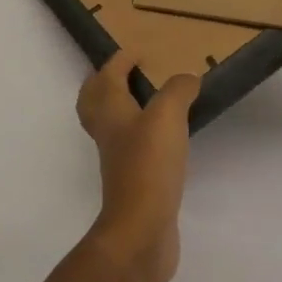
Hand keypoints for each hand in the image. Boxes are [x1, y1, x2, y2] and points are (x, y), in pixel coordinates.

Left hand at [76, 50, 201, 281]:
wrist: (141, 230)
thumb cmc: (148, 164)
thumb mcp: (167, 116)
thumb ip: (178, 90)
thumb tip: (187, 78)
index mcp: (110, 109)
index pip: (107, 76)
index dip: (119, 61)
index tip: (136, 52)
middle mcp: (108, 131)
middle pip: (94, 101)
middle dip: (105, 83)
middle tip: (125, 73)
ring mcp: (117, 158)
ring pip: (111, 124)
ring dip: (122, 108)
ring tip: (148, 101)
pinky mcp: (132, 181)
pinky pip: (130, 148)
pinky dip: (140, 135)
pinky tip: (164, 138)